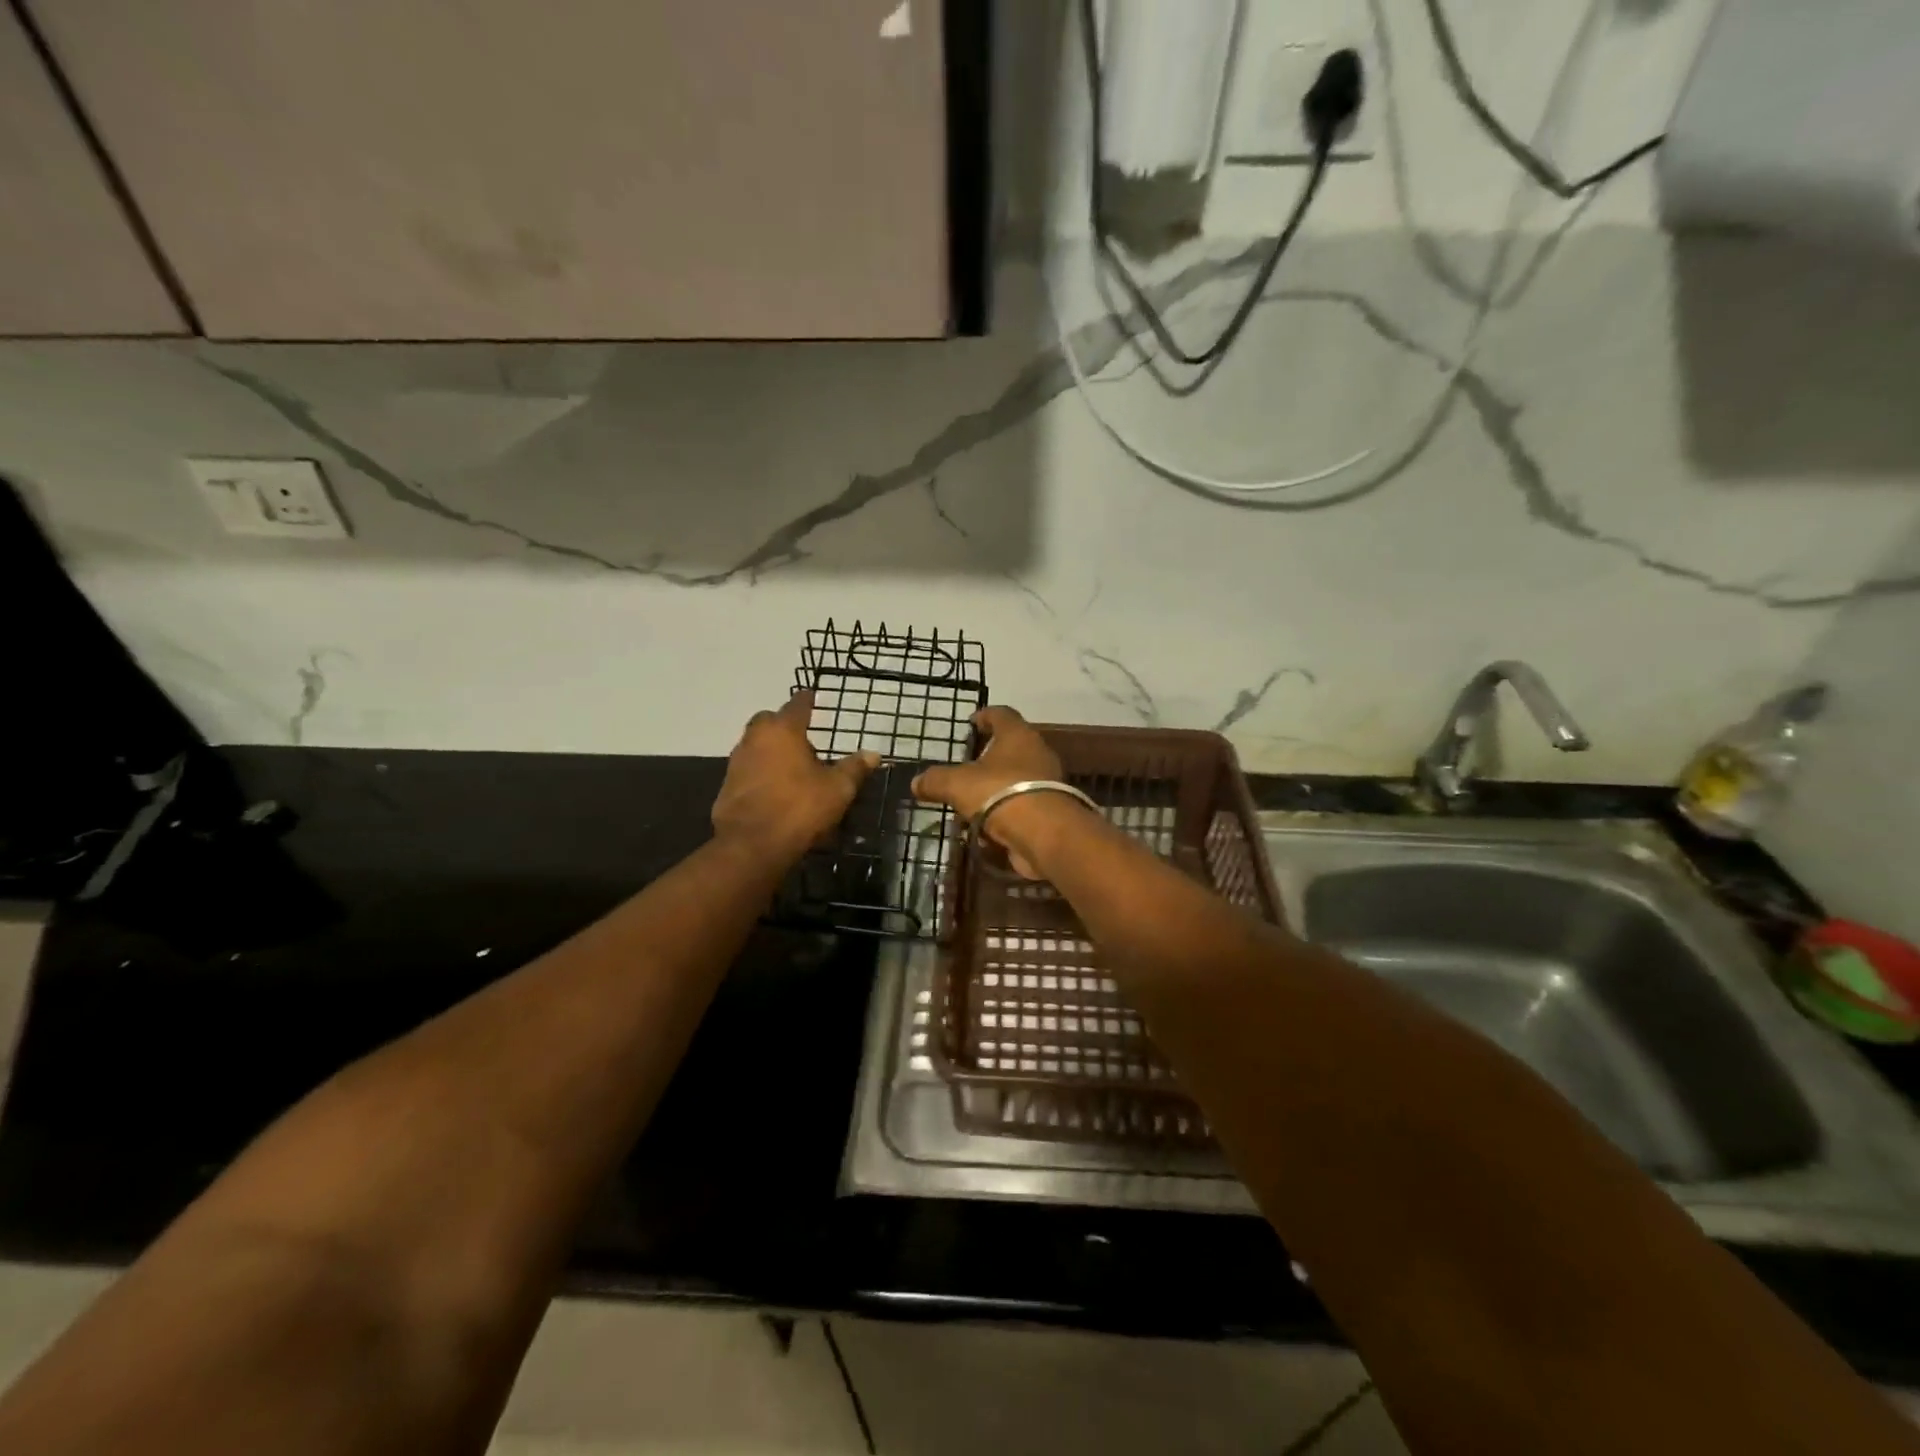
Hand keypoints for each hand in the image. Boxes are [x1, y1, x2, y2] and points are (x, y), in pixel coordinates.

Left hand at [712, 691, 877, 861]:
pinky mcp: (727, 786)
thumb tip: (873, 754)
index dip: (808, 700)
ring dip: (771, 750)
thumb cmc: (799, 808)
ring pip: (756, 745)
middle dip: (784, 725)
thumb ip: (854, 768)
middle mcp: (755, 739)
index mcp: (783, 731)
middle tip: (804, 739)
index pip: (797, 705)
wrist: (751, 845)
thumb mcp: (837, 789)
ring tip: (793, 767)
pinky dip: (761, 773)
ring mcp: (737, 762)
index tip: (813, 697)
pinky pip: (748, 770)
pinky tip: (776, 790)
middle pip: (769, 721)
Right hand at [912, 707, 1070, 877]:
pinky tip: (987, 829)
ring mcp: (1048, 783)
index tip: (971, 722)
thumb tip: (916, 782)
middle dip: (989, 758)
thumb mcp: (957, 784)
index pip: (1001, 714)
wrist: (1044, 834)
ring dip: (996, 790)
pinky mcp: (1051, 811)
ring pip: (1016, 780)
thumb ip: (935, 780)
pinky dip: (1005, 815)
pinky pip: (1022, 807)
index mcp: (1017, 735)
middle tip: (967, 766)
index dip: (984, 716)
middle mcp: (1037, 753)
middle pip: (1011, 747)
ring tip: (971, 802)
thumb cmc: (999, 793)